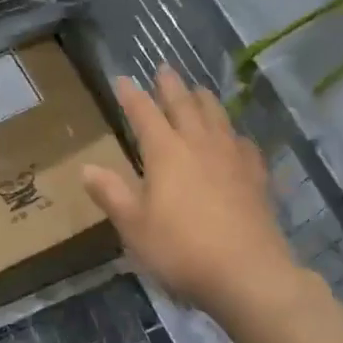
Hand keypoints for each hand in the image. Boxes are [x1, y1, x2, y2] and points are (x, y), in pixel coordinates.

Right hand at [80, 65, 313, 322]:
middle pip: (184, 106)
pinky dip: (233, 133)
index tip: (122, 79)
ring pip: (217, 117)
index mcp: (165, 153)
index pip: (144, 114)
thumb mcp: (133, 226)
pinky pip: (243, 144)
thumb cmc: (180, 249)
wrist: (247, 273)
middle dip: (171, 86)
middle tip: (164, 69)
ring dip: (204, 100)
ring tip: (198, 90)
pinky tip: (235, 138)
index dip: (132, 96)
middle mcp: (199, 145)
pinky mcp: (255, 177)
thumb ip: (111, 194)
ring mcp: (232, 159)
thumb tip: (86, 168)